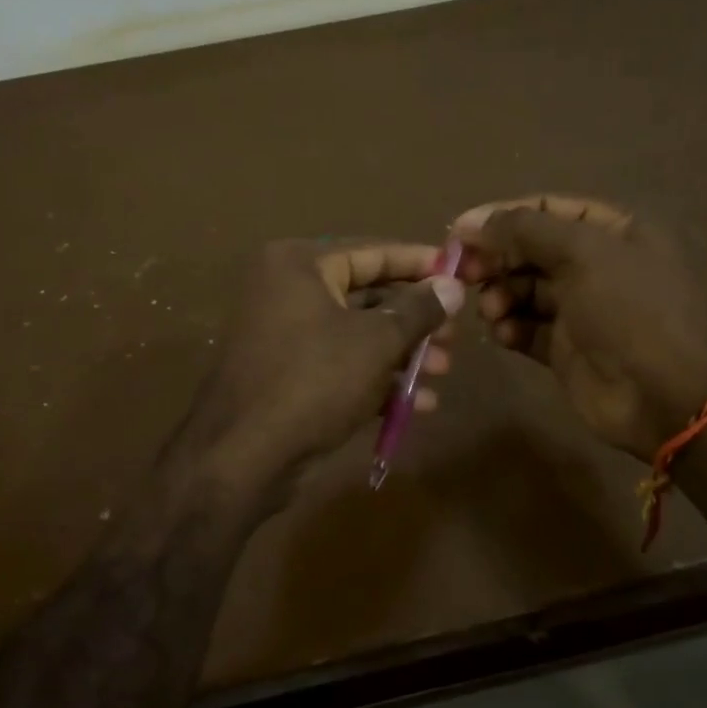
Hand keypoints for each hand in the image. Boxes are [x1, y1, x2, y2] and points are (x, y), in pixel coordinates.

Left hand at [176, 239, 464, 502]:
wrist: (246, 455)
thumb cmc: (315, 381)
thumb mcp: (377, 341)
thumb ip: (419, 310)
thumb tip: (453, 285)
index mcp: (299, 265)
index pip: (372, 252)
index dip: (419, 263)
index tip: (460, 272)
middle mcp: (288, 292)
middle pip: (367, 296)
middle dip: (415, 320)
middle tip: (454, 336)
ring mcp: (286, 337)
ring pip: (358, 336)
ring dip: (403, 354)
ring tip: (442, 371)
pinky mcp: (289, 377)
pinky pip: (342, 367)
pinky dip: (377, 380)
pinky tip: (418, 404)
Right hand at [454, 195, 706, 461]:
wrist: (666, 396)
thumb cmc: (631, 311)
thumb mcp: (583, 253)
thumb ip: (524, 230)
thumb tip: (468, 222)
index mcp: (612, 232)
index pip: (547, 210)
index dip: (503, 217)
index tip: (460, 233)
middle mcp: (596, 266)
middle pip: (530, 251)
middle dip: (497, 260)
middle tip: (466, 275)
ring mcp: (580, 310)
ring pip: (523, 291)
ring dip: (499, 295)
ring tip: (491, 310)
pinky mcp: (565, 350)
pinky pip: (526, 329)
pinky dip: (509, 328)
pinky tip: (502, 334)